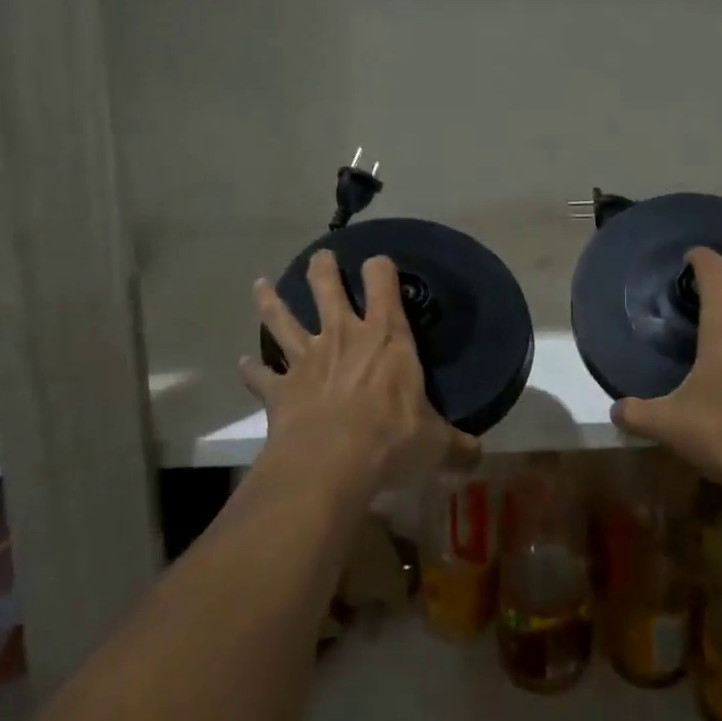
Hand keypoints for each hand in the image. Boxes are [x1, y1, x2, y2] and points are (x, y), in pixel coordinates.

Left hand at [241, 250, 479, 493]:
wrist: (330, 463)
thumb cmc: (391, 440)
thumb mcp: (436, 445)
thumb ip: (458, 447)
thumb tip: (478, 457)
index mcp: (386, 337)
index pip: (383, 283)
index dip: (380, 268)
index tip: (378, 263)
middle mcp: (343, 336)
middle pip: (327, 288)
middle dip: (323, 268)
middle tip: (320, 257)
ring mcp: (306, 360)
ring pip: (283, 319)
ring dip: (271, 301)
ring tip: (261, 285)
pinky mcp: (279, 390)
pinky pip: (261, 375)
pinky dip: (251, 369)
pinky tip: (243, 363)